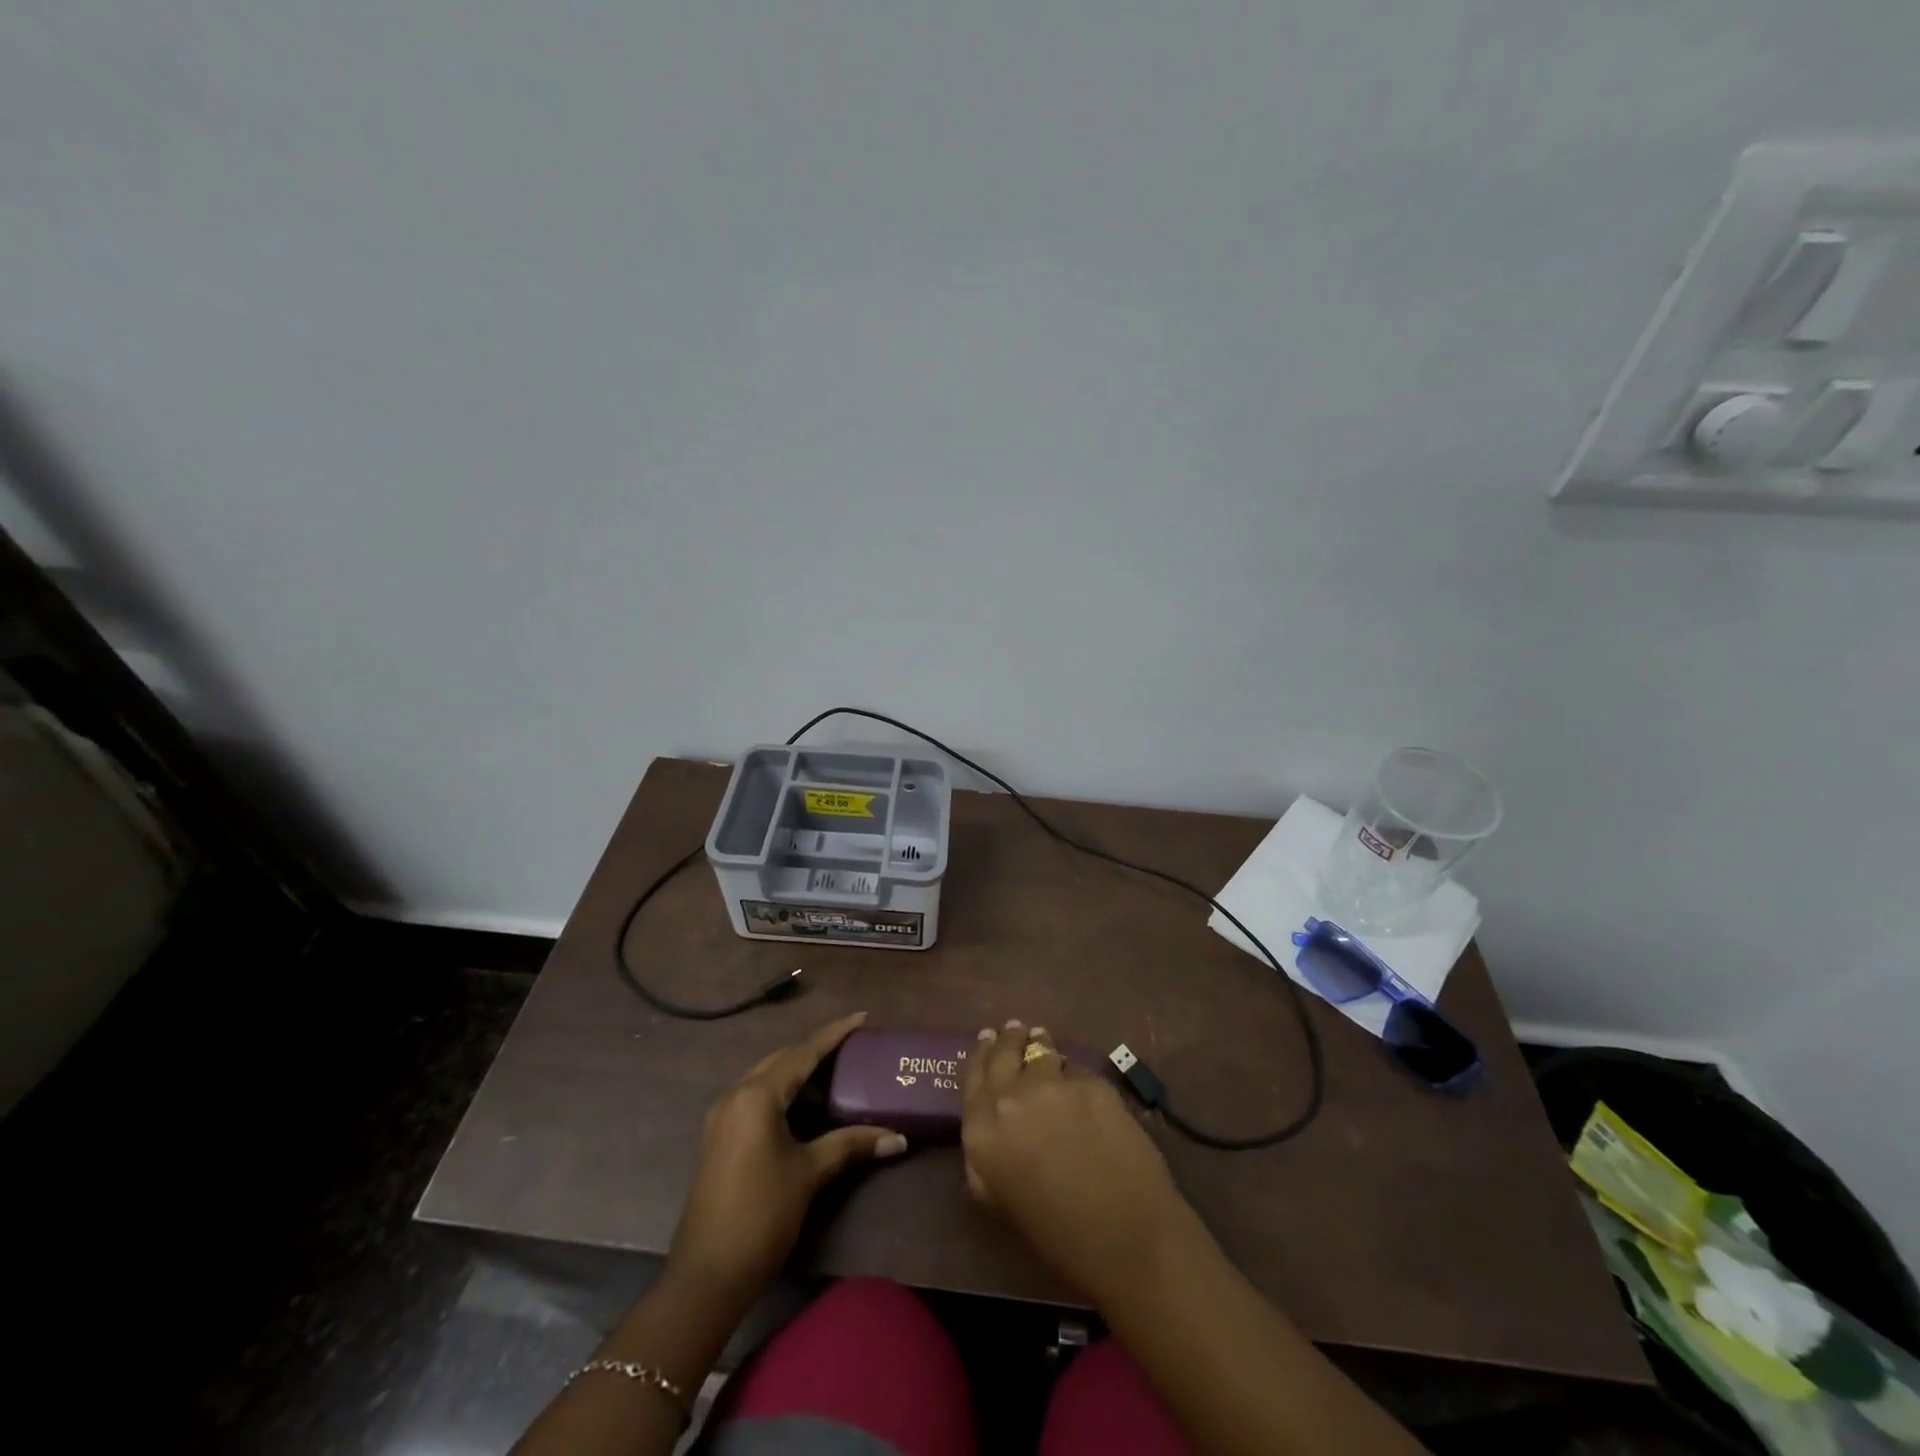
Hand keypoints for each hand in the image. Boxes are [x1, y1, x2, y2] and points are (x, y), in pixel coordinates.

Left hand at [668, 1012, 906, 1309]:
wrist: (707, 1276)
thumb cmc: (761, 1215)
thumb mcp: (810, 1173)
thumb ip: (851, 1144)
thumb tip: (898, 1138)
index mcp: (757, 1095)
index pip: (803, 1052)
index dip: (835, 1034)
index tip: (862, 1017)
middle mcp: (736, 1095)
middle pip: (783, 1060)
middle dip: (817, 1052)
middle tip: (854, 1049)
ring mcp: (723, 1116)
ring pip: (768, 1078)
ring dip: (799, 1075)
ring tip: (837, 1079)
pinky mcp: (720, 1137)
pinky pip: (757, 1098)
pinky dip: (784, 1095)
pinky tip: (807, 1110)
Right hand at [960, 1020, 1197, 1305]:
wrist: (1127, 1238)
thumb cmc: (1059, 1236)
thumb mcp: (1001, 1199)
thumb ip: (985, 1156)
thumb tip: (989, 1129)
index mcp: (981, 1132)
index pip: (973, 1076)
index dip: (980, 1054)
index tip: (987, 1038)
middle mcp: (1010, 1099)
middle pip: (1004, 1053)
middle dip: (1009, 1038)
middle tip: (1014, 1029)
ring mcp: (1053, 1086)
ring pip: (1042, 1050)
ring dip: (1041, 1044)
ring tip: (1044, 1040)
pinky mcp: (1092, 1083)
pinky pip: (1076, 1070)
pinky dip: (1074, 1075)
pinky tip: (1080, 1085)